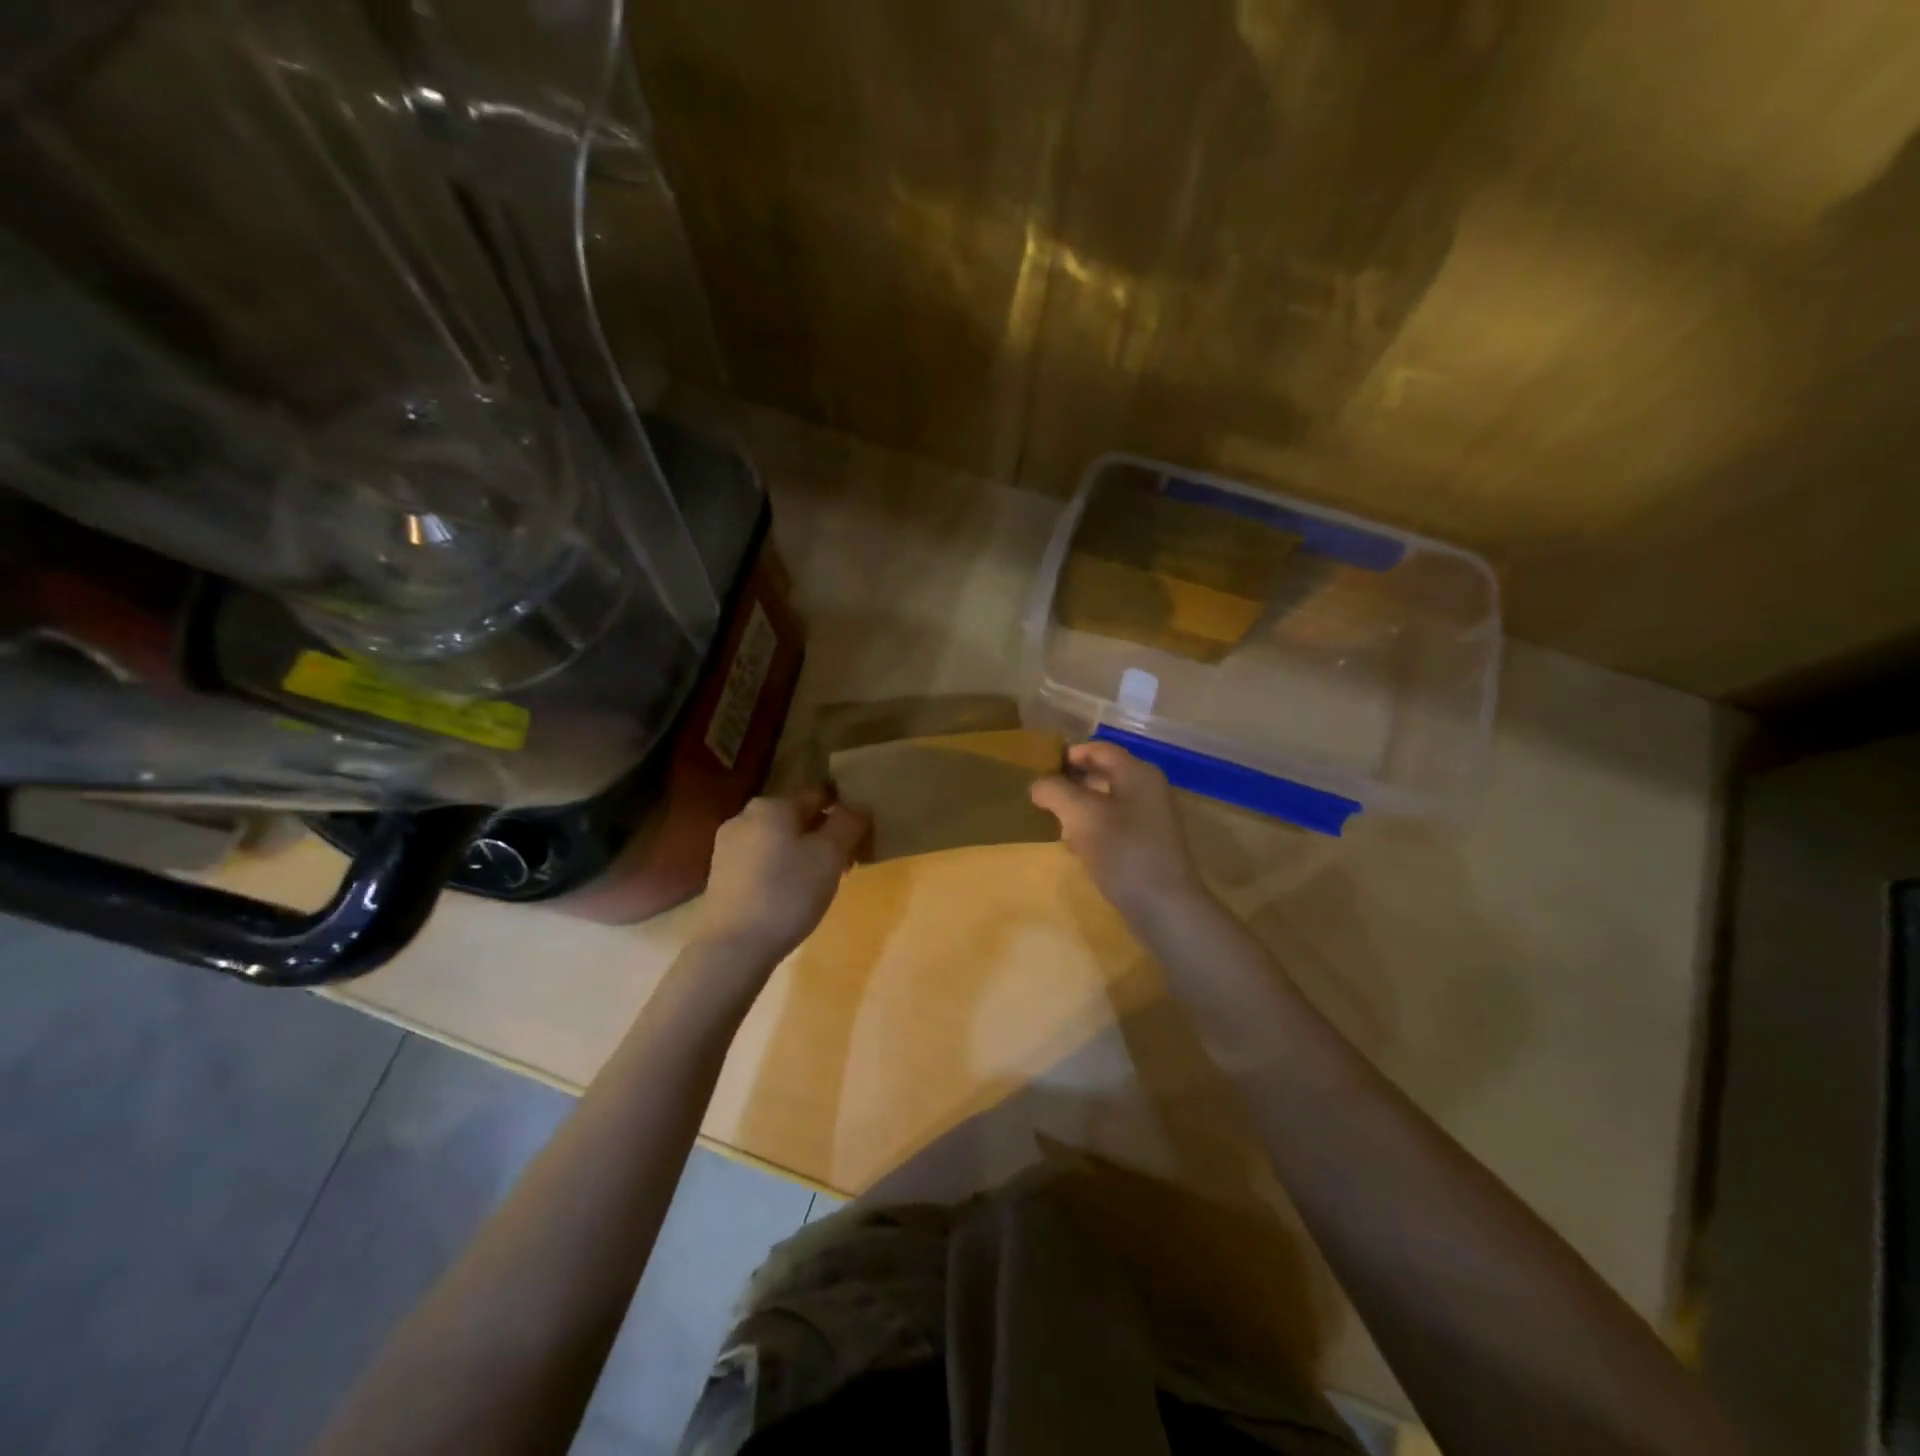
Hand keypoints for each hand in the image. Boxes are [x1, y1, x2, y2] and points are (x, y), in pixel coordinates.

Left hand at [694, 788, 871, 964]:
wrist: (733, 947)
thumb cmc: (788, 893)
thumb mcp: (830, 855)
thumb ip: (848, 823)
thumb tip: (858, 806)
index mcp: (772, 804)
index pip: (819, 795)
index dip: (844, 812)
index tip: (859, 838)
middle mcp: (745, 817)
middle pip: (797, 818)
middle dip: (822, 836)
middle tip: (843, 865)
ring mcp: (727, 846)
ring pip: (778, 840)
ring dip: (802, 854)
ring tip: (819, 884)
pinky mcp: (720, 875)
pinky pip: (761, 861)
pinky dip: (780, 870)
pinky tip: (790, 896)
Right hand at [1030, 740, 1207, 924]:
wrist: (1164, 907)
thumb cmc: (1122, 851)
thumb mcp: (1081, 815)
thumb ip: (1055, 791)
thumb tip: (1038, 784)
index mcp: (1137, 773)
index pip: (1099, 749)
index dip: (1068, 755)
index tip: (1039, 769)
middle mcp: (1149, 789)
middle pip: (1105, 773)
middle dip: (1072, 782)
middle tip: (1043, 795)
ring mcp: (1153, 819)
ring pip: (1109, 801)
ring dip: (1081, 807)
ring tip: (1054, 820)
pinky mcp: (1150, 846)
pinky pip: (1117, 825)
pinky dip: (1094, 828)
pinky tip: (1076, 846)